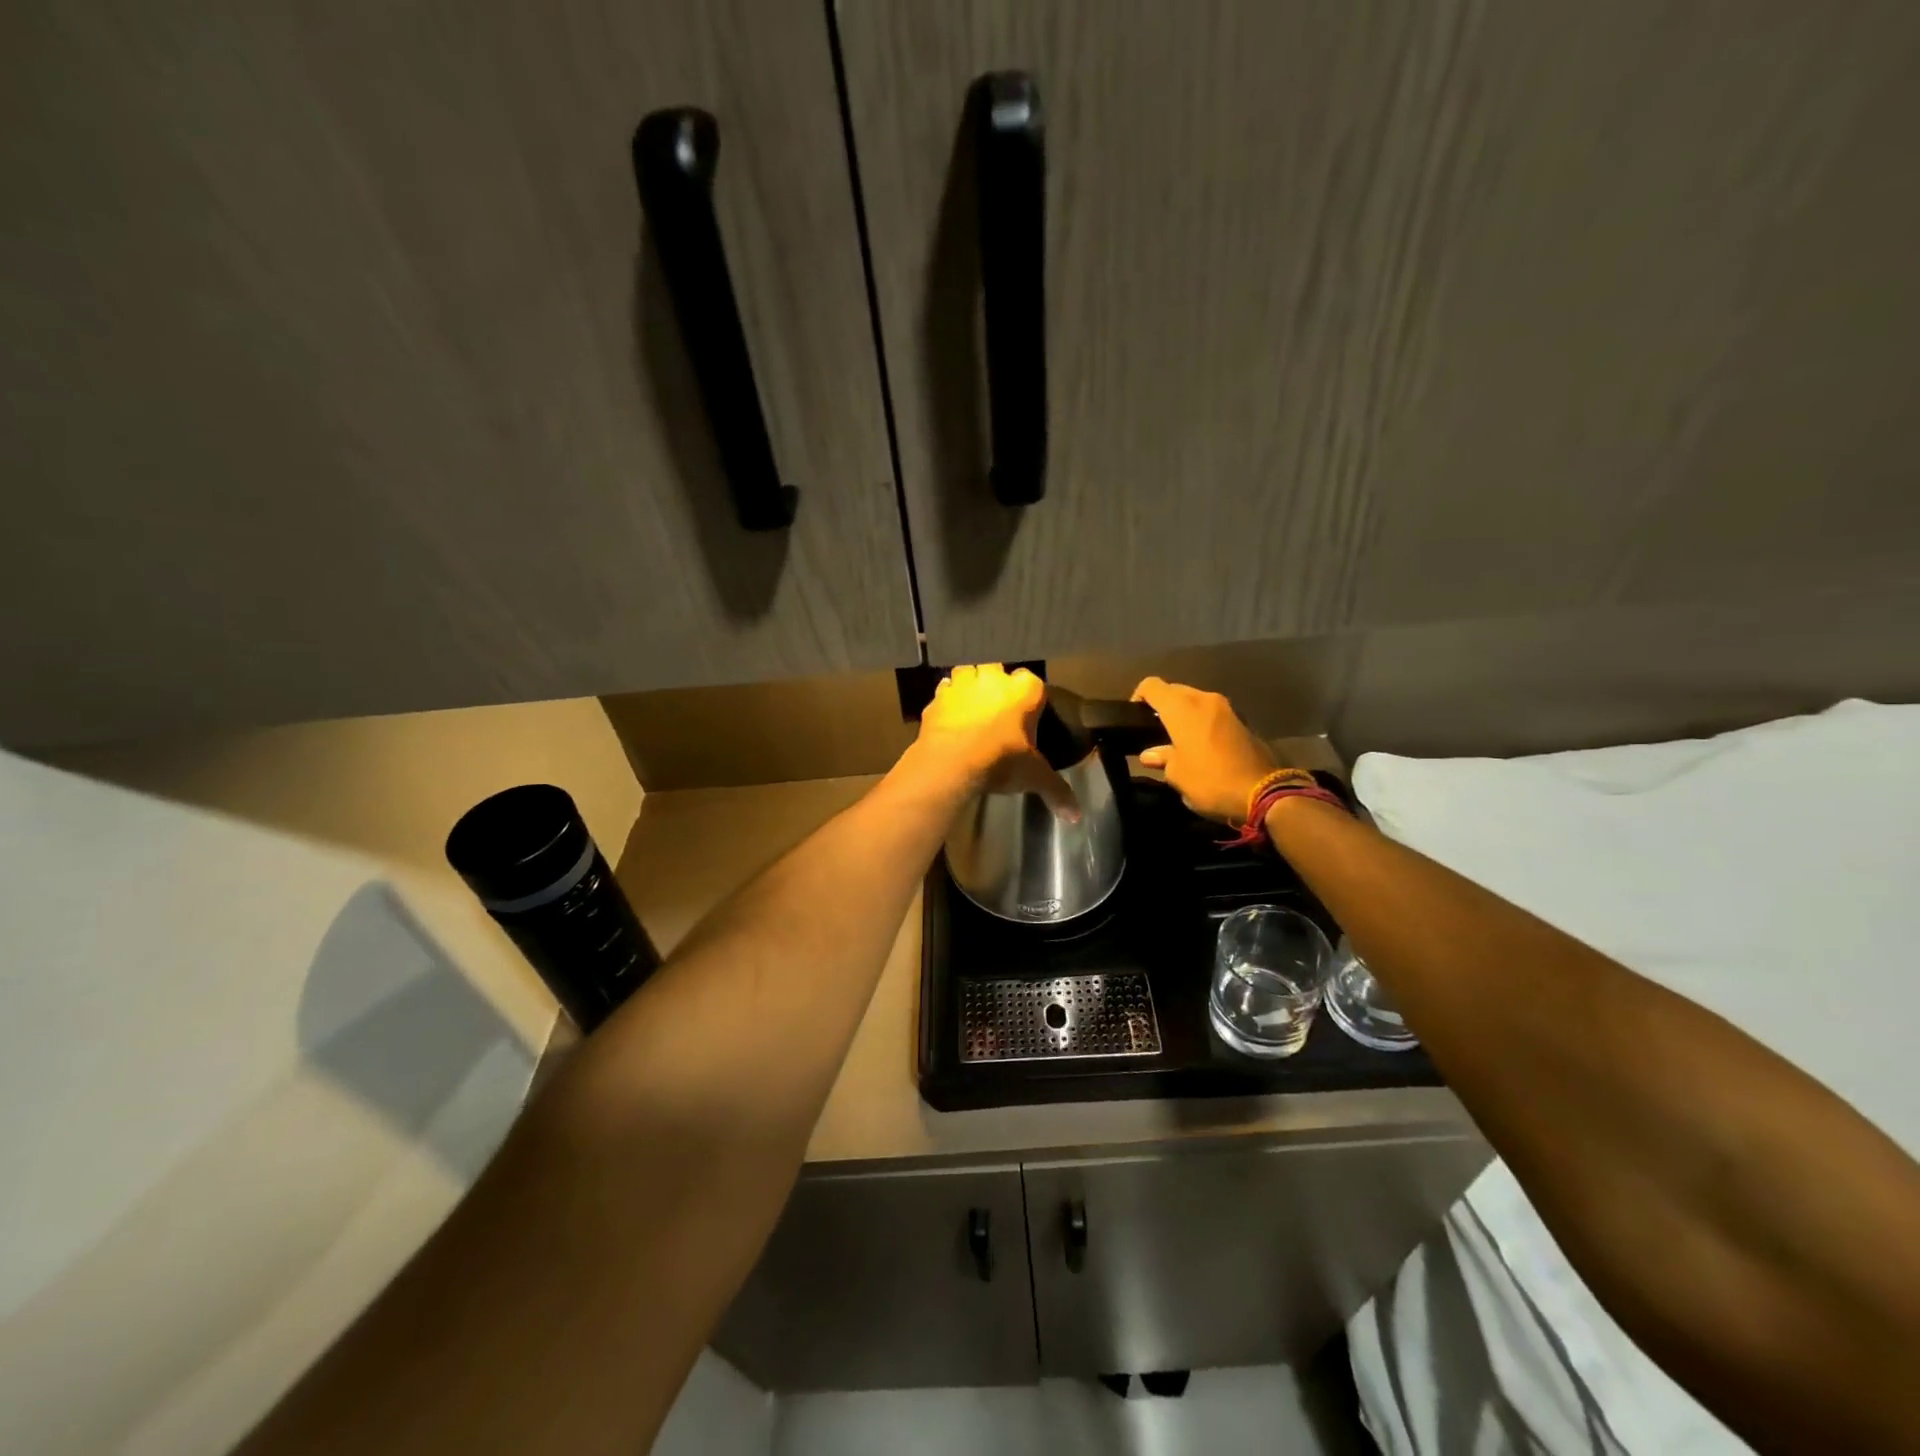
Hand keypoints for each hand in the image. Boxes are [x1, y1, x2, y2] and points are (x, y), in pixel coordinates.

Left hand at [913, 664, 1077, 817]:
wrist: (951, 763)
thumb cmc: (1001, 761)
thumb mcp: (1035, 777)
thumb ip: (1057, 791)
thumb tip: (1077, 815)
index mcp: (1024, 690)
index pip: (1033, 682)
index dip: (1030, 697)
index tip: (1027, 714)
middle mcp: (993, 678)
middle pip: (997, 669)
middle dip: (996, 683)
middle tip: (997, 707)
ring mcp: (962, 685)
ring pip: (966, 672)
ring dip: (969, 685)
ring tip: (972, 707)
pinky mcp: (937, 699)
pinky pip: (943, 693)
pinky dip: (946, 702)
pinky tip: (949, 717)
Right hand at [1130, 677, 1278, 824]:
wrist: (1265, 793)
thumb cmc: (1211, 781)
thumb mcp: (1177, 775)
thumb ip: (1162, 758)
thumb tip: (1150, 754)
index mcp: (1182, 708)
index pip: (1152, 686)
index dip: (1138, 697)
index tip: (1133, 717)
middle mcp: (1204, 699)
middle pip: (1174, 690)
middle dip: (1162, 706)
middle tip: (1153, 730)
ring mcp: (1226, 708)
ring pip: (1195, 701)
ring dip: (1183, 714)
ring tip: (1175, 739)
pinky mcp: (1241, 721)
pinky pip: (1211, 713)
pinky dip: (1201, 722)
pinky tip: (1198, 745)